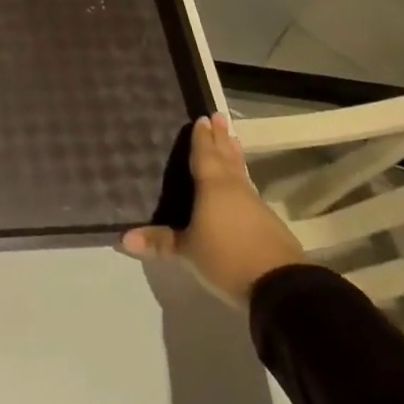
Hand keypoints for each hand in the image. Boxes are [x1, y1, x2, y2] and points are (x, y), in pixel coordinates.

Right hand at [121, 115, 304, 304]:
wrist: (280, 286)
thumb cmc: (226, 259)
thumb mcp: (188, 252)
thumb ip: (159, 242)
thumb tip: (123, 238)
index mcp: (213, 186)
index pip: (204, 155)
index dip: (202, 138)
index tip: (203, 118)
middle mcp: (235, 188)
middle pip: (226, 157)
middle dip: (221, 138)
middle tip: (220, 117)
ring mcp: (255, 205)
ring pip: (241, 172)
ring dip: (235, 156)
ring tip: (233, 141)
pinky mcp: (270, 223)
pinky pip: (250, 191)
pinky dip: (243, 180)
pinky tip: (243, 186)